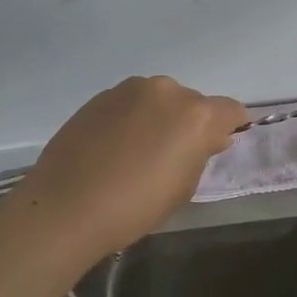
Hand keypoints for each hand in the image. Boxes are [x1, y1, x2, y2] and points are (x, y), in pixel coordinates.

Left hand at [11, 76, 247, 261]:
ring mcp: (130, 89)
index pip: (231, 110)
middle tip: (173, 156)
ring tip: (139, 151)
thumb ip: (201, 154)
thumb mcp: (184, 187)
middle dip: (190, 123)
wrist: (66, 206)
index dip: (230, 128)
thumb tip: (206, 138)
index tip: (217, 147)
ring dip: (159, 117)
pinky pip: (130, 103)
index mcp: (196, 115)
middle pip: (193, 102)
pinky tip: (114, 147)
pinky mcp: (100, 96)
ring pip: (159, 99)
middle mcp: (167, 91)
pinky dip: (132, 118)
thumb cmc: (135, 206)